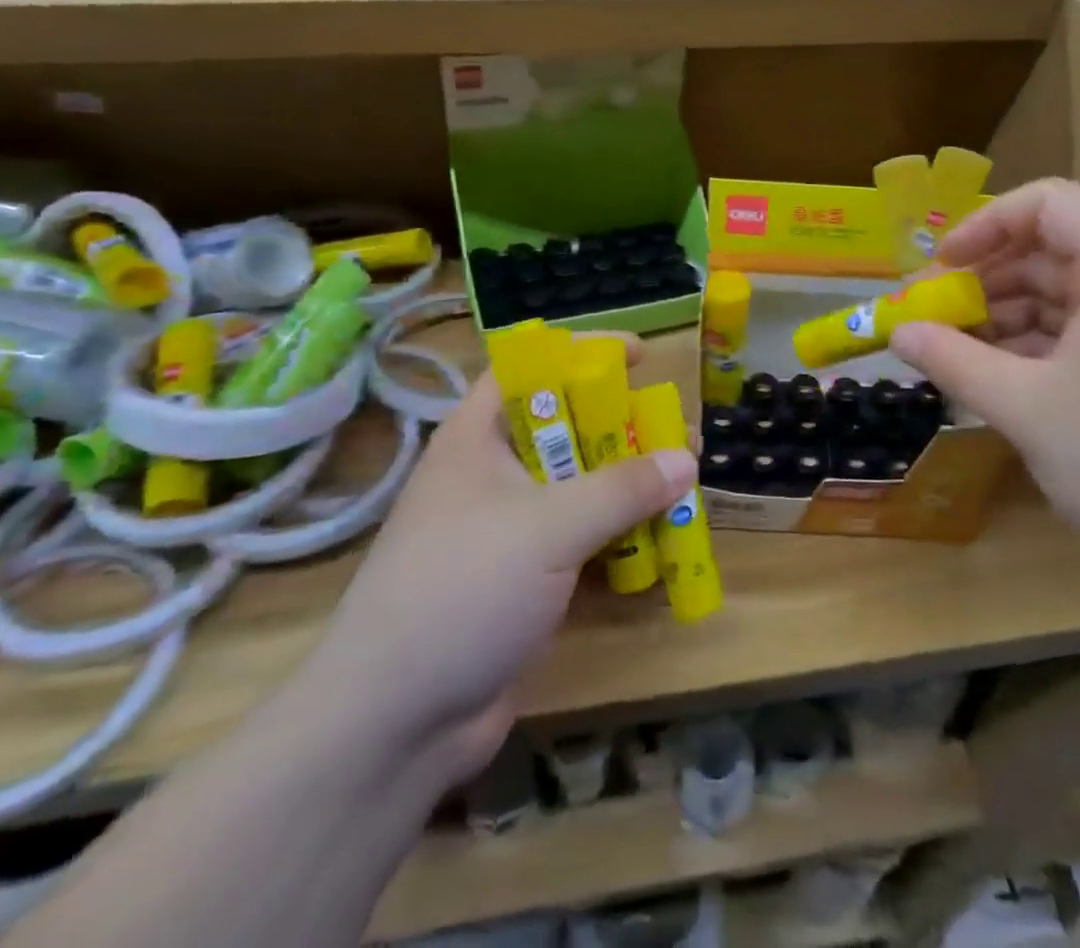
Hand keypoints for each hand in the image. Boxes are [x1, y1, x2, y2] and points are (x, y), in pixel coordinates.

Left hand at [297, 337, 696, 783]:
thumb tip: (686, 460)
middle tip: (676, 435)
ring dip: (629, 488)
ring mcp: (510, 530)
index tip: (640, 357)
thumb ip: (621, 489)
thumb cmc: (461, 591)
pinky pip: (584, 541)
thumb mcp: (547, 528)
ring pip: (580, 488)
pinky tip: (662, 546)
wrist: (394, 726)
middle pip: (566, 429)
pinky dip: (621, 539)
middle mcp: (493, 475)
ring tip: (683, 487)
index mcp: (478, 438)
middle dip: (623, 429)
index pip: (529, 369)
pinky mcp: (527, 580)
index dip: (581, 353)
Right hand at [889, 180, 1079, 605]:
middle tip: (938, 317)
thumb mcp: (1024, 408)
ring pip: (1073, 292)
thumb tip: (897, 332)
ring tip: (962, 354)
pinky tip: (1004, 379)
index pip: (1050, 203)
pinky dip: (1044, 345)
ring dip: (1012, 315)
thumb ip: (952, 359)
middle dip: (990, 277)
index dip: (985, 224)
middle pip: (1058, 247)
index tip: (940, 266)